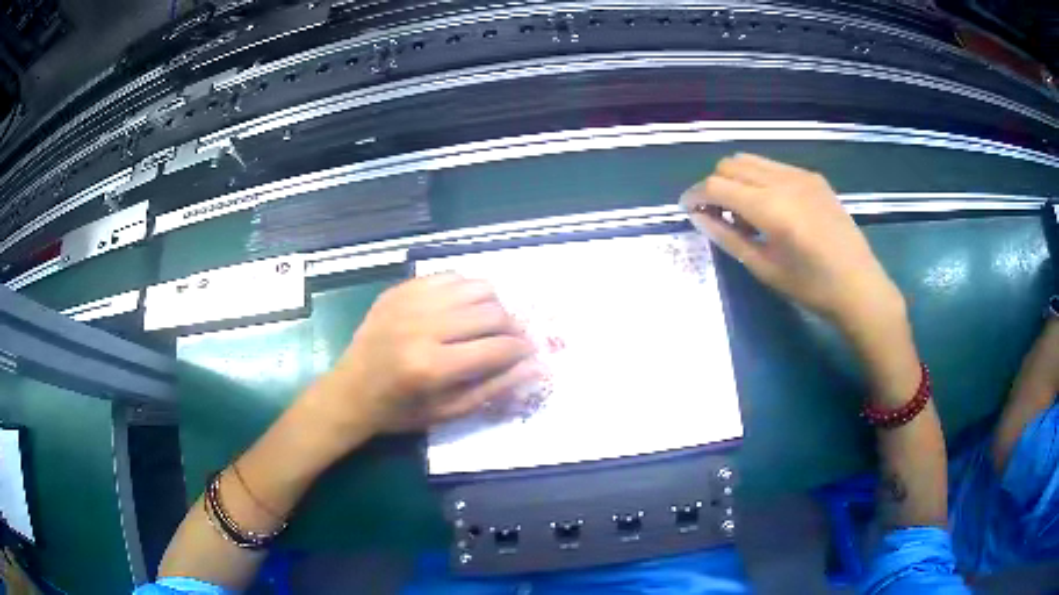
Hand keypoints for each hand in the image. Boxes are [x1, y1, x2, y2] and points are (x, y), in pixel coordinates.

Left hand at [318, 274, 537, 436]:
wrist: (350, 391)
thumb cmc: (400, 411)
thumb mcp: (448, 412)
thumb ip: (493, 388)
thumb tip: (535, 366)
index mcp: (432, 367)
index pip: (497, 348)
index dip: (522, 350)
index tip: (530, 353)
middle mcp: (422, 327)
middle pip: (491, 313)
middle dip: (513, 327)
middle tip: (512, 339)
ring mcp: (409, 303)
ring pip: (475, 286)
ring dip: (493, 304)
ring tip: (490, 322)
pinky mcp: (399, 290)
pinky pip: (449, 277)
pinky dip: (465, 291)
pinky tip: (462, 309)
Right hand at [681, 153, 904, 329]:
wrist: (860, 286)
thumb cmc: (811, 287)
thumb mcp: (764, 268)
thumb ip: (727, 237)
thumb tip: (698, 217)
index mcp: (770, 207)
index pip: (717, 186)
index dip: (696, 195)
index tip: (687, 209)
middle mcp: (783, 181)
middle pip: (731, 165)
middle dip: (714, 185)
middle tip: (715, 214)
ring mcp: (801, 175)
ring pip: (751, 160)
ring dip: (735, 178)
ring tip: (741, 210)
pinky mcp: (813, 177)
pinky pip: (773, 166)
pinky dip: (759, 178)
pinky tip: (768, 206)